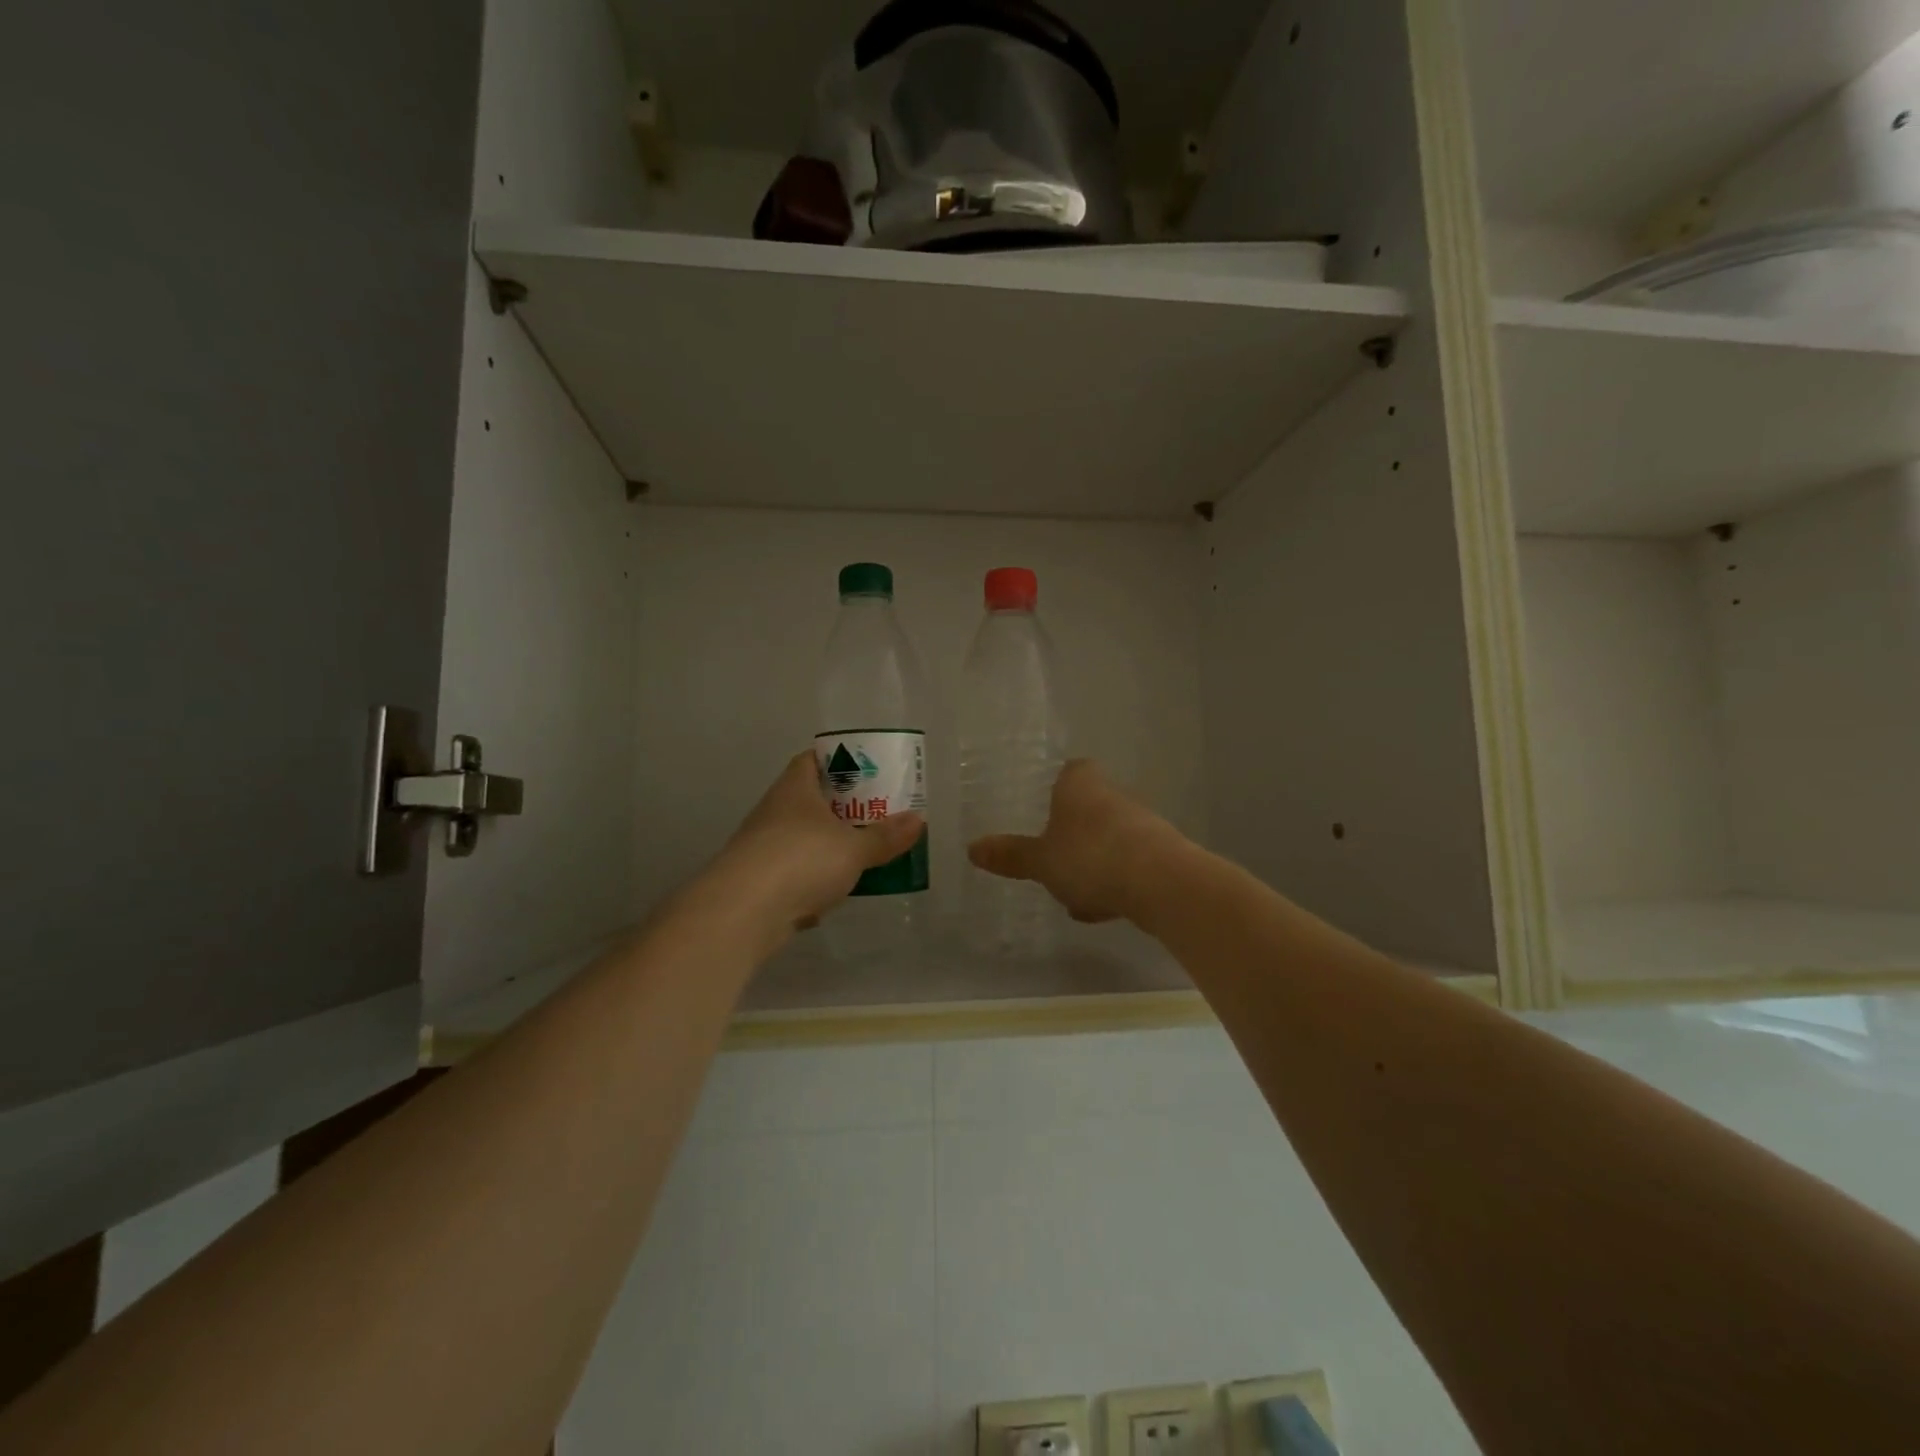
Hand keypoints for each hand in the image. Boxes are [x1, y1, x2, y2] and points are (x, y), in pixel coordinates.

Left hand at [714, 750, 925, 932]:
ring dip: (829, 845)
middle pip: (811, 800)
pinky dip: (814, 880)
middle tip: (877, 812)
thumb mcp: (854, 847)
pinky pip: (794, 873)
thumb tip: (919, 820)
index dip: (840, 760)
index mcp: (795, 788)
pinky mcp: (760, 883)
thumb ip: (886, 836)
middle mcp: (775, 812)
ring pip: (804, 839)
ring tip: (864, 852)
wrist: (742, 912)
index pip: (813, 759)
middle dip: (843, 807)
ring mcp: (764, 848)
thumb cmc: (801, 860)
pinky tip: (836, 892)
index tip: (867, 769)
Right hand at [967, 760, 1178, 924]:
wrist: (1162, 883)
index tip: (1042, 814)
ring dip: (1093, 865)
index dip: (1056, 790)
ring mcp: (1141, 823)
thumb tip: (972, 849)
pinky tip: (1103, 908)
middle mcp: (1113, 795)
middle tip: (1052, 863)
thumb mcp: (1041, 861)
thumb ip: (1010, 855)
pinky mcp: (1162, 854)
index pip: (1069, 772)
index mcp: (1080, 783)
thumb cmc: (1090, 857)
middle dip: (1072, 837)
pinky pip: (1128, 864)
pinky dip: (1115, 882)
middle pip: (1088, 809)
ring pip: (1108, 840)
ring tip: (1075, 899)